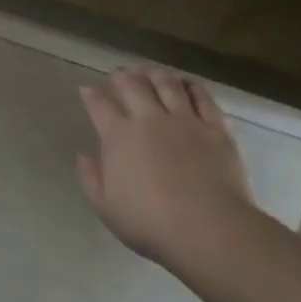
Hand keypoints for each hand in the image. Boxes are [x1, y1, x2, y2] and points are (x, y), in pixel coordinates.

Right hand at [76, 68, 259, 266]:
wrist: (209, 229)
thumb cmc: (150, 223)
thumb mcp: (105, 208)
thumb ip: (91, 178)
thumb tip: (85, 155)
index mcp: (119, 136)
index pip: (99, 105)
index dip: (91, 94)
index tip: (87, 90)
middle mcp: (149, 119)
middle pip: (133, 85)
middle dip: (122, 76)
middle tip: (118, 74)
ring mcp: (185, 121)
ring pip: (167, 84)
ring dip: (154, 74)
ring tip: (149, 72)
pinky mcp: (215, 128)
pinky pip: (202, 97)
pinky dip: (191, 86)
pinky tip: (186, 83)